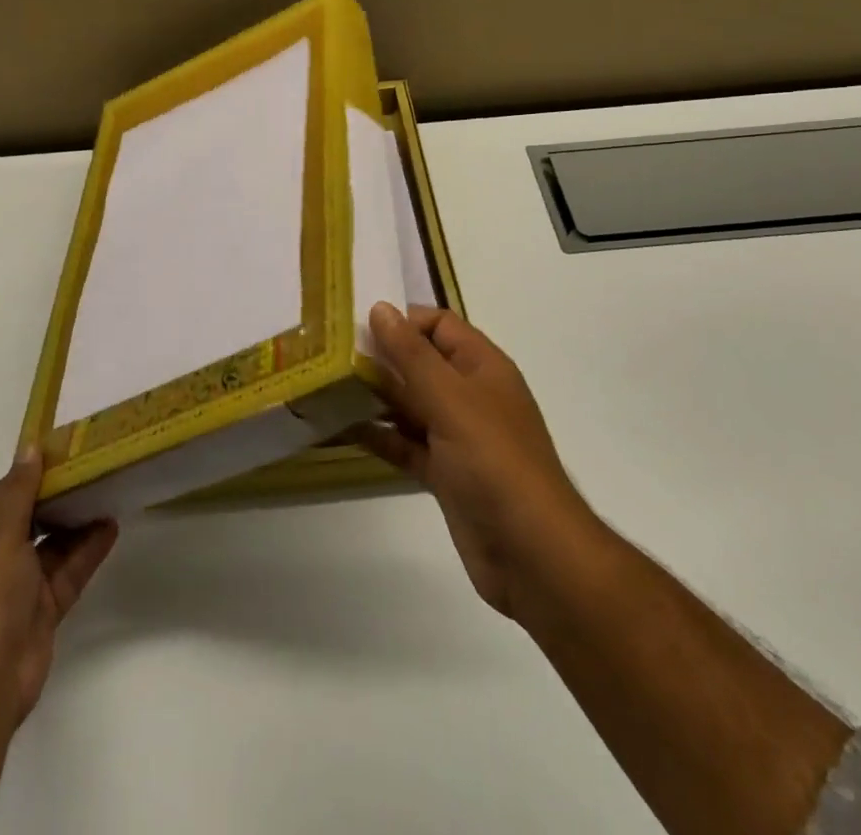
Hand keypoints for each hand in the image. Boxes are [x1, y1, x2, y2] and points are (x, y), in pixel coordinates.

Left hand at [0, 448, 117, 727]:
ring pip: (55, 543)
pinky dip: (89, 549)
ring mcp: (21, 586)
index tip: (67, 446)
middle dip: (61, 494)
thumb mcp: (1, 532)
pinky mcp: (45, 609)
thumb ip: (19, 489)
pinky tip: (112, 526)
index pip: (7, 494)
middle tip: (96, 464)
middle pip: (33, 517)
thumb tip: (30, 447)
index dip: (34, 470)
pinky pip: (70, 570)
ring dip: (79, 520)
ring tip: (110, 489)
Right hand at [357, 303, 597, 621]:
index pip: (439, 325)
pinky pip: (407, 444)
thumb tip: (381, 308)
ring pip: (411, 404)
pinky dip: (380, 436)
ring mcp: (458, 436)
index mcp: (482, 367)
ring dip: (375, 397)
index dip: (403, 321)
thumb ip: (412, 355)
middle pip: (421, 363)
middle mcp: (470, 395)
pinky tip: (343, 429)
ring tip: (328, 388)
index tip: (358, 328)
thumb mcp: (450, 399)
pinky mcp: (445, 473)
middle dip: (381, 358)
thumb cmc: (493, 461)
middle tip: (331, 357)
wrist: (531, 552)